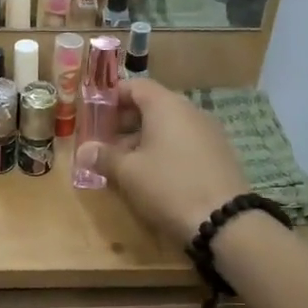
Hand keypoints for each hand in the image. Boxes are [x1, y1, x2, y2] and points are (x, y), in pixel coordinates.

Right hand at [76, 79, 246, 243]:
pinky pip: (184, 143)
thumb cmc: (168, 186)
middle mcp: (190, 111)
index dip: (112, 97)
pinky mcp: (218, 154)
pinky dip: (164, 151)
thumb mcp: (128, 173)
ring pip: (168, 126)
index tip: (94, 114)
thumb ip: (104, 157)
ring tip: (124, 163)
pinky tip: (152, 175)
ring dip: (143, 139)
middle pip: (152, 105)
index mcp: (166, 105)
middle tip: (104, 142)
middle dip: (125, 122)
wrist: (224, 221)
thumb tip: (84, 151)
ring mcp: (208, 132)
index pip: (135, 86)